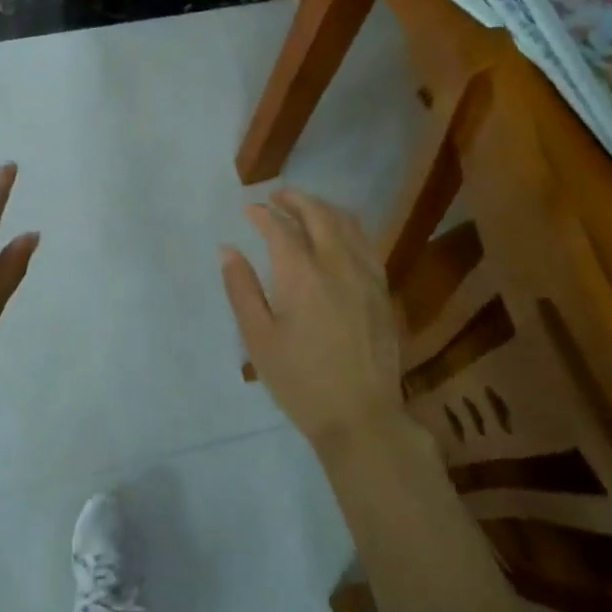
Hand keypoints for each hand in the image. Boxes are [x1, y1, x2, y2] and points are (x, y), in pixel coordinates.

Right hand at [220, 188, 405, 451]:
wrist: (361, 416)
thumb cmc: (300, 380)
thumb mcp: (258, 338)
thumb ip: (242, 289)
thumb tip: (228, 250)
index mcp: (302, 275)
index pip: (280, 228)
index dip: (263, 214)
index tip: (249, 209)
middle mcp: (337, 264)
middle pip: (318, 214)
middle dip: (295, 199)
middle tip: (276, 195)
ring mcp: (366, 275)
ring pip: (348, 223)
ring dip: (323, 207)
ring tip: (305, 206)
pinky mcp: (383, 290)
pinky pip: (366, 242)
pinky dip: (347, 226)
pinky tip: (339, 234)